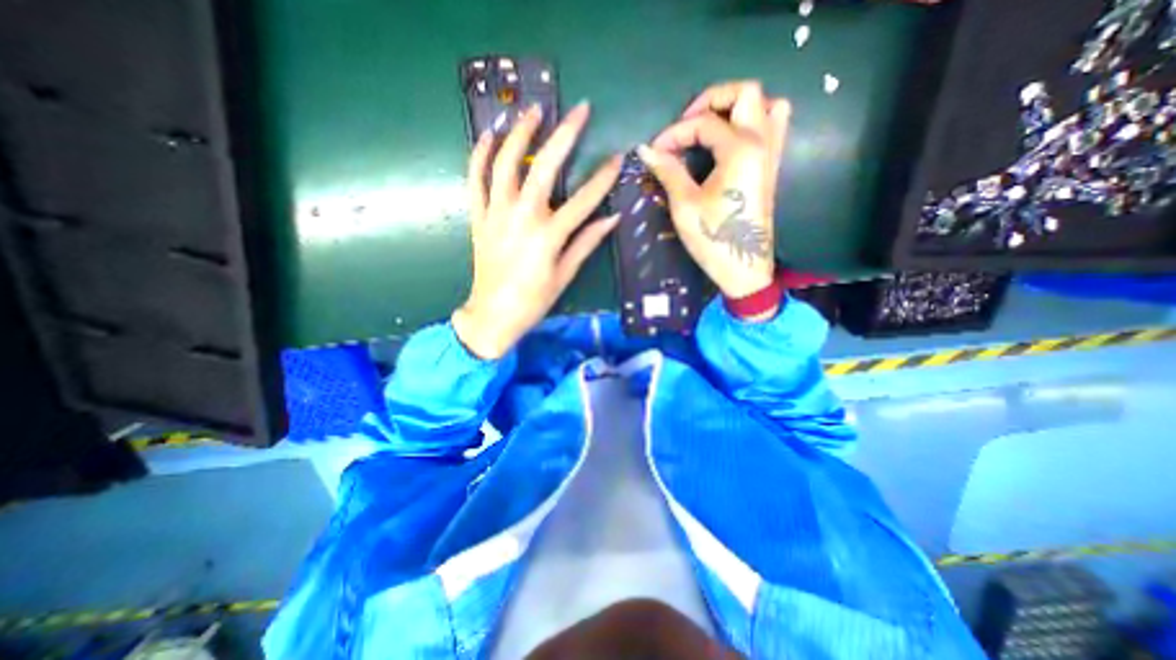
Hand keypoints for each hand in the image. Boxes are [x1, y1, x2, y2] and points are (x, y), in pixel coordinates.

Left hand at [451, 102, 622, 361]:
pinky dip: (479, 155)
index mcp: (548, 236)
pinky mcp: (478, 218)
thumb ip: (587, 243)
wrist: (493, 315)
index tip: (618, 157)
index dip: (603, 178)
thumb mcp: (565, 275)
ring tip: (533, 109)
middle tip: (580, 109)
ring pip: (505, 164)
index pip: (583, 200)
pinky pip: (475, 180)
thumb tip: (612, 218)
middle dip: (564, 134)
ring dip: (519, 133)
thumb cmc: (534, 300)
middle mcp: (522, 218)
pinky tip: (490, 135)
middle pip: (543, 168)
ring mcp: (496, 215)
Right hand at [639, 79, 793, 297]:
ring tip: (712, 126)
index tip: (655, 151)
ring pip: (768, 105)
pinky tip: (731, 141)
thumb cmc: (714, 238)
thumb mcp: (685, 205)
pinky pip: (774, 127)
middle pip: (746, 93)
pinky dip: (754, 122)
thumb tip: (646, 149)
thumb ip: (668, 171)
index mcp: (740, 150)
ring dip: (738, 107)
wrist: (743, 267)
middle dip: (712, 99)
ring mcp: (771, 154)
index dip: (674, 133)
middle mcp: (762, 142)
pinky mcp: (770, 168)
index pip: (704, 123)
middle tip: (686, 123)